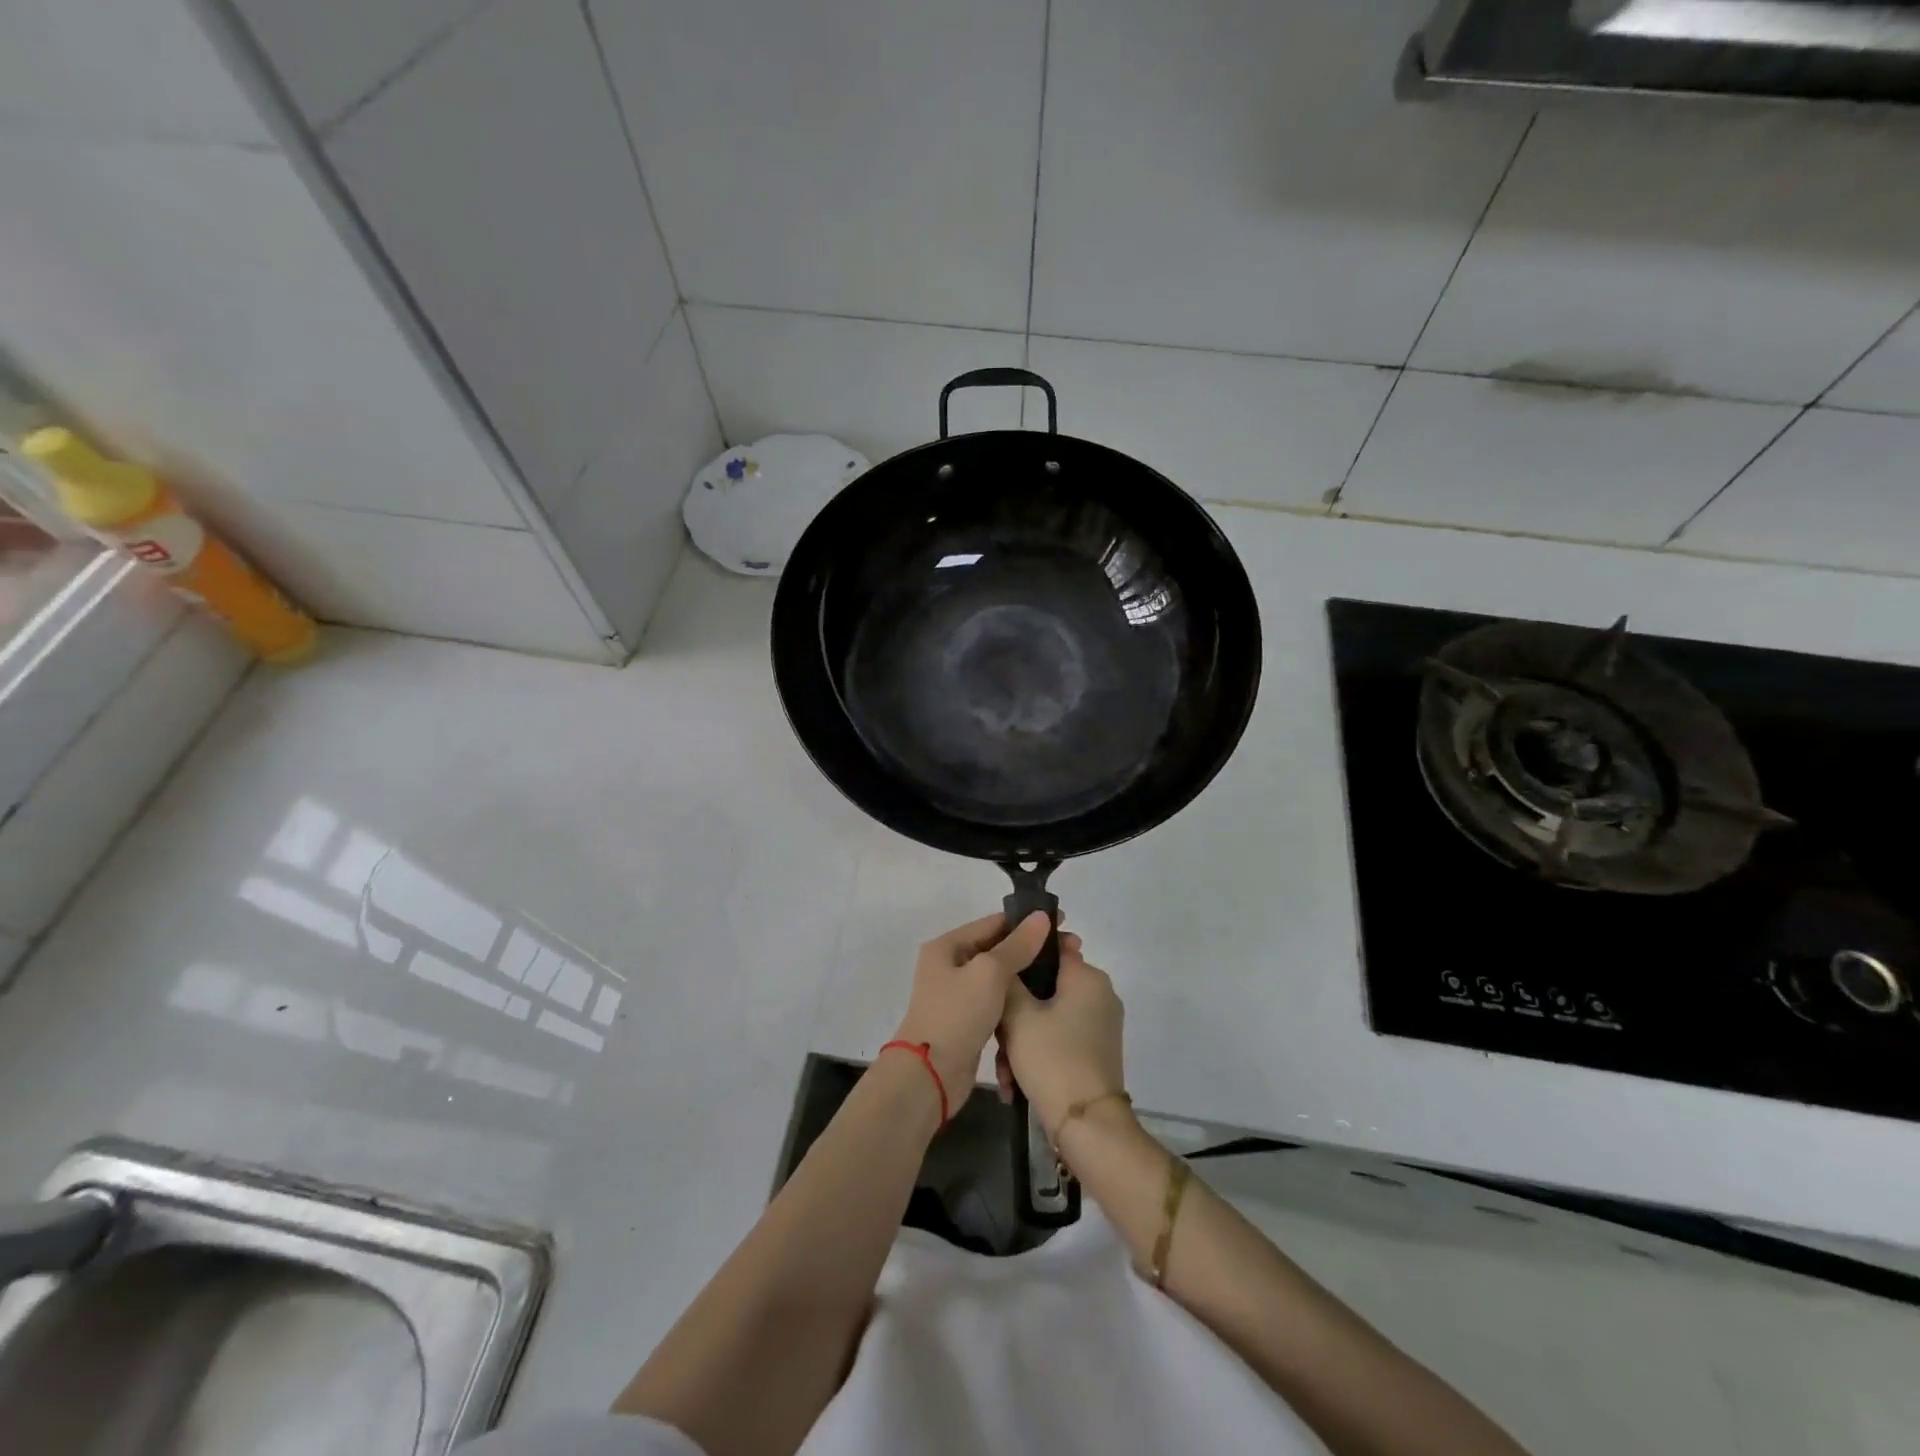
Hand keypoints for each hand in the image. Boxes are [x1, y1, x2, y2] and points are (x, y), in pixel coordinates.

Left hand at [892, 911, 1054, 1099]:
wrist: (930, 1075)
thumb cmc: (957, 1014)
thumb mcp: (989, 973)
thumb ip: (1017, 945)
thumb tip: (1041, 917)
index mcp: (947, 946)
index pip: (993, 923)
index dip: (1028, 921)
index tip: (1063, 923)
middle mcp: (950, 965)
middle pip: (998, 948)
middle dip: (1033, 947)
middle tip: (1073, 950)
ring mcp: (959, 994)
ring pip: (1000, 975)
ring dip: (1028, 973)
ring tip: (1064, 973)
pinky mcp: (969, 1020)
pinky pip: (999, 999)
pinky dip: (1019, 996)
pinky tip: (1044, 999)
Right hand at [997, 940, 1126, 1135]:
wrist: (1087, 1126)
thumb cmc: (1052, 1058)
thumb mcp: (1018, 1014)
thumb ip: (1008, 979)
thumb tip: (1007, 957)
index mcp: (1087, 977)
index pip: (1051, 947)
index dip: (1021, 956)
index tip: (995, 974)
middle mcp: (1099, 995)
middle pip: (1045, 987)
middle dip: (1015, 1013)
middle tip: (995, 1036)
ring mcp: (1100, 1026)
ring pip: (1047, 1018)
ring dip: (1020, 1041)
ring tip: (1004, 1071)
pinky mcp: (1095, 1053)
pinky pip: (1058, 1040)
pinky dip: (1036, 1055)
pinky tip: (1015, 1084)